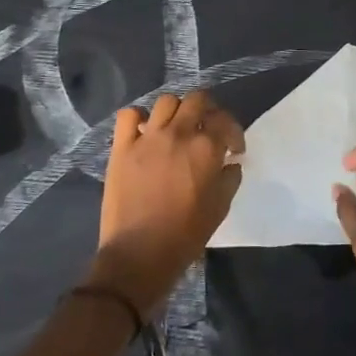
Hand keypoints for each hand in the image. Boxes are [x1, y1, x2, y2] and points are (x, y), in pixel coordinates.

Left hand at [90, 91, 243, 316]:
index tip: (233, 148)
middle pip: (197, 100)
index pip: (226, 121)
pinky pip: (129, 116)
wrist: (139, 255)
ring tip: (177, 128)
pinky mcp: (122, 147)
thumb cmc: (185, 235)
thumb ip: (230, 179)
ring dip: (177, 110)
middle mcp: (178, 134)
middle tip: (208, 128)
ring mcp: (147, 138)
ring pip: (166, 101)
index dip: (234, 132)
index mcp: (206, 148)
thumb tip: (230, 163)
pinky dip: (138, 118)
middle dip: (208, 111)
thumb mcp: (220, 208)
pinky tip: (145, 132)